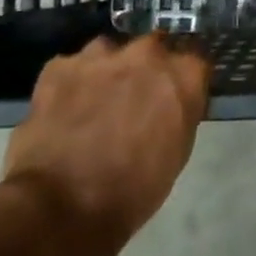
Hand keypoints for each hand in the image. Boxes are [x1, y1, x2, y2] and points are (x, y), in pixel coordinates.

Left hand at [1, 34, 210, 254]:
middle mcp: (147, 54)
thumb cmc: (132, 191)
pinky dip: (72, 83)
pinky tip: (64, 109)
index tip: (175, 92)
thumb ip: (180, 112)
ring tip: (96, 101)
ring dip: (109, 70)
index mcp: (183, 76)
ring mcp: (101, 56)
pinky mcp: (60, 66)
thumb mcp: (177, 152)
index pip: (195, 60)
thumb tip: (172, 102)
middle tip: (134, 97)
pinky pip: (72, 67)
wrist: (61, 208)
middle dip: (147, 67)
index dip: (183, 77)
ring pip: (110, 51)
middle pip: (154, 47)